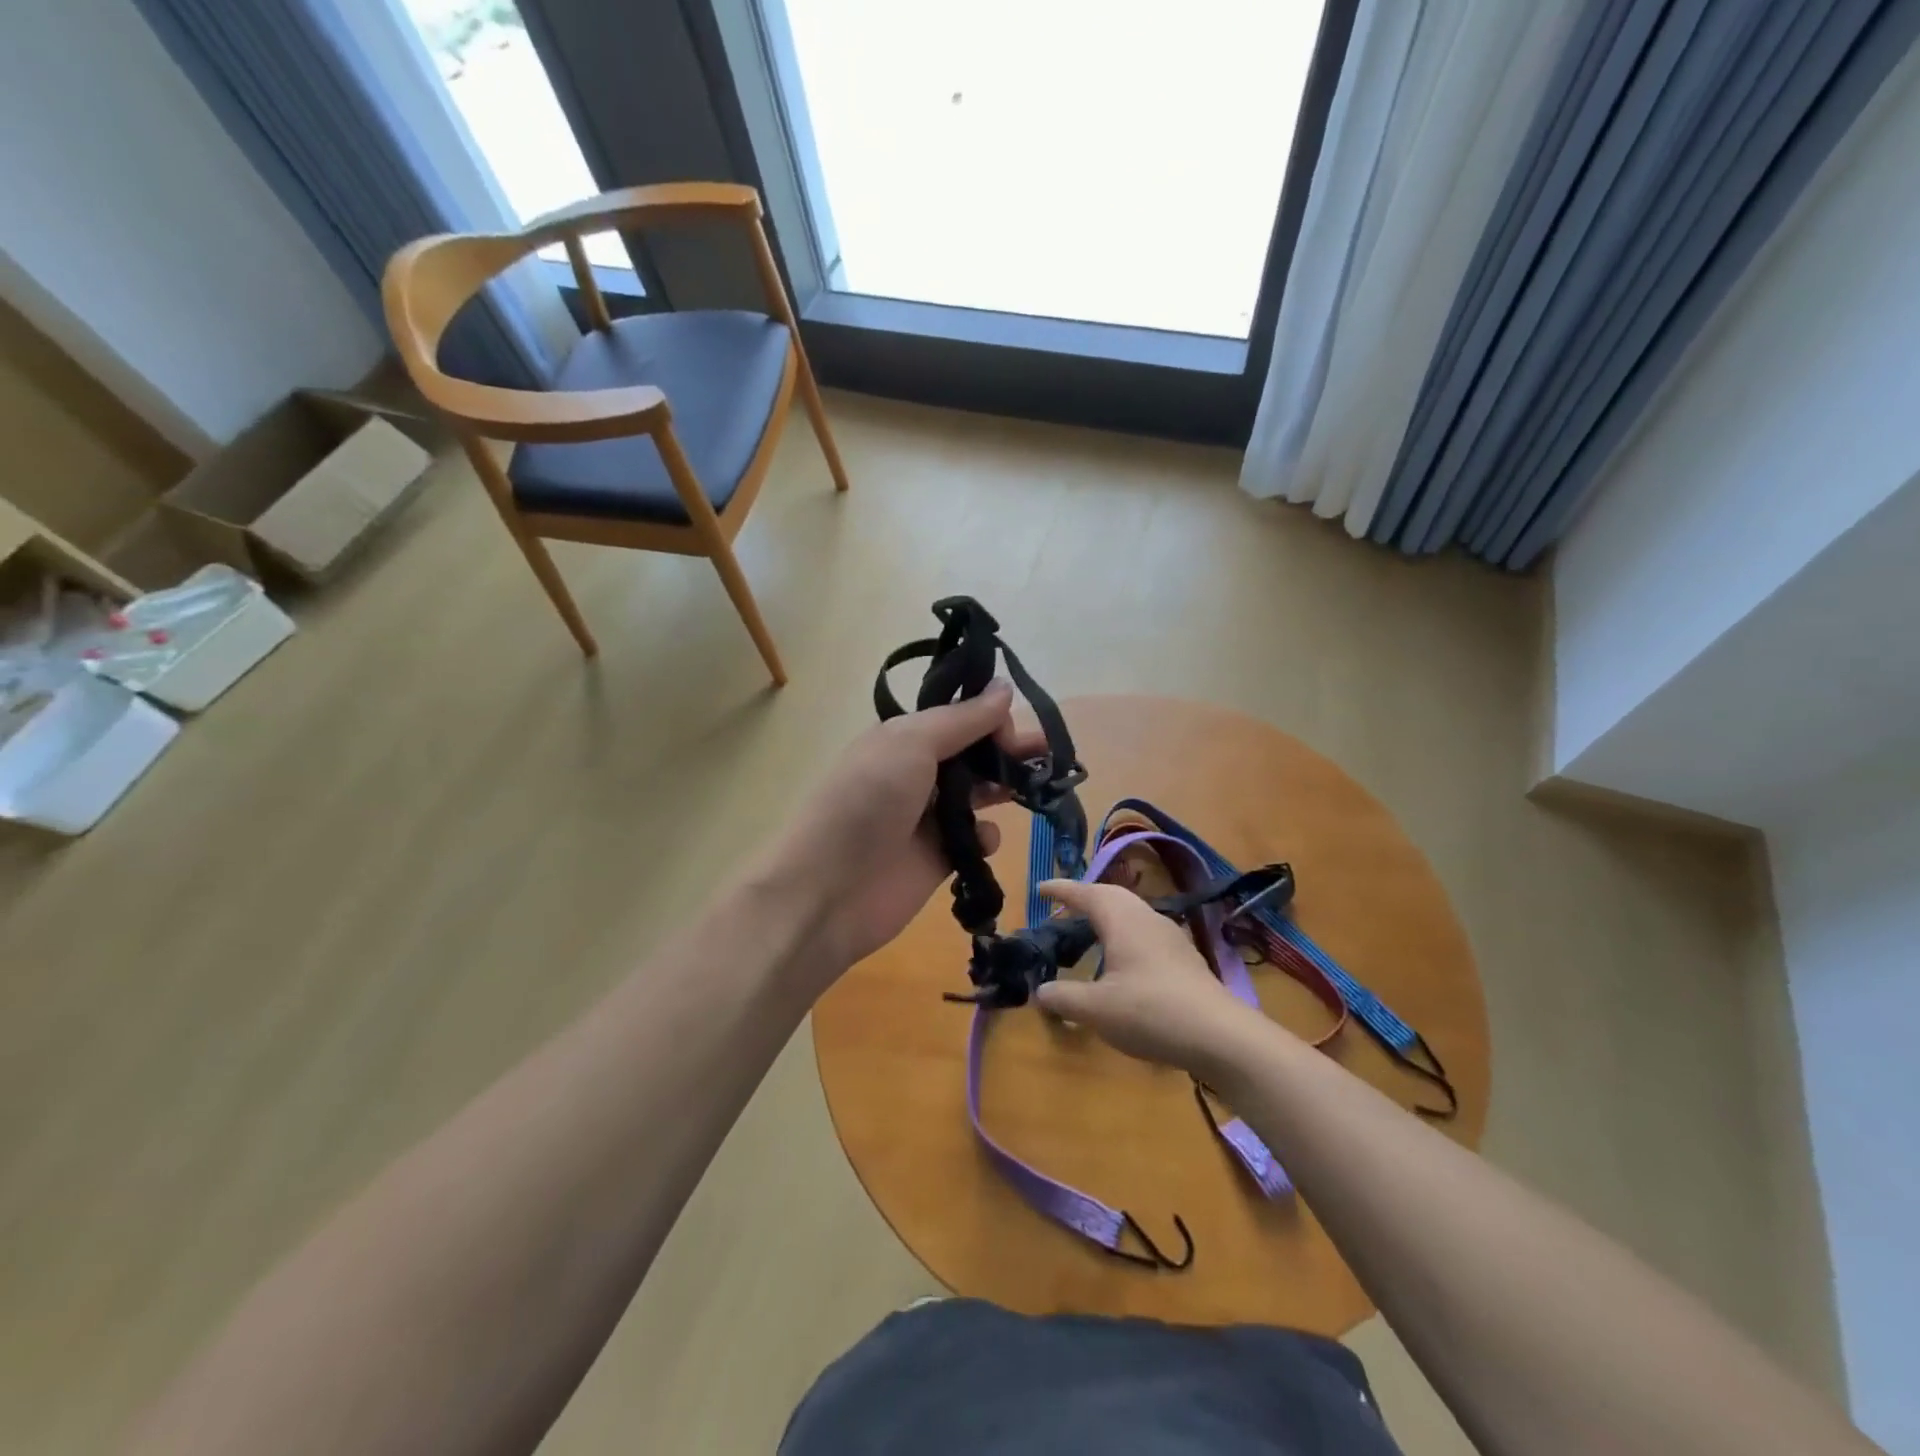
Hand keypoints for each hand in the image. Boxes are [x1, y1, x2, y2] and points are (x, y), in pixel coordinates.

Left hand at [772, 681, 1043, 975]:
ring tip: (1036, 788)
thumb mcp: (910, 743)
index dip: (990, 718)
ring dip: (1006, 788)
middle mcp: (917, 773)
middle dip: (1009, 750)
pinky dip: (985, 837)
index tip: (1013, 729)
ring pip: (980, 794)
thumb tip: (1005, 687)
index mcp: (904, 739)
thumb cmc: (868, 802)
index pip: (959, 717)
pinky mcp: (939, 858)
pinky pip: (975, 839)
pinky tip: (983, 840)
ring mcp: (928, 818)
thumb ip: (962, 719)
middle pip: (974, 754)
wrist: (829, 889)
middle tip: (1045, 754)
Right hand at [1032, 879, 1263, 1077]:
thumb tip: (1041, 991)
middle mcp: (1146, 918)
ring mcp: (1170, 936)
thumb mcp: (1096, 1009)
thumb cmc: (1151, 1012)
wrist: (1220, 1035)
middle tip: (1063, 909)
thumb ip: (1064, 997)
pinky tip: (1123, 961)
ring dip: (1108, 916)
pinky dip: (1125, 934)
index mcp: (1122, 920)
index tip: (1041, 889)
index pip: (1086, 893)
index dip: (1061, 890)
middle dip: (1086, 898)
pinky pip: (1146, 932)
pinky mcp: (1185, 957)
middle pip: (1112, 896)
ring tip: (1090, 932)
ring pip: (1132, 913)